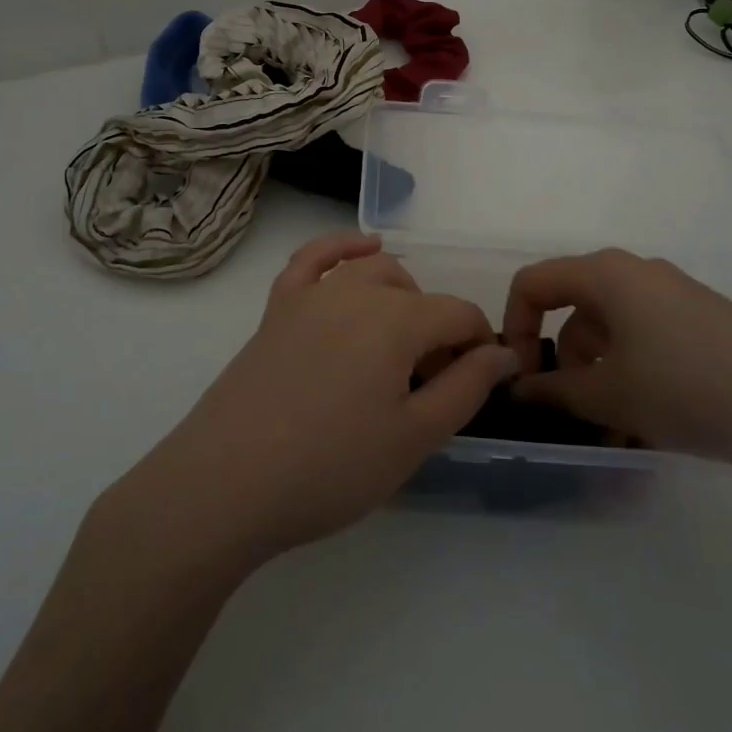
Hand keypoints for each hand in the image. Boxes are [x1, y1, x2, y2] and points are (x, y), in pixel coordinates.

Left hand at [112, 233, 516, 569]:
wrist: (227, 484)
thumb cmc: (331, 468)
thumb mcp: (414, 437)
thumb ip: (466, 387)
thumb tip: (504, 352)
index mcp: (397, 320)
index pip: (458, 314)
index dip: (478, 345)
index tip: (477, 383)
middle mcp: (356, 291)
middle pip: (417, 294)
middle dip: (437, 330)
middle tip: (430, 386)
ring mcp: (311, 294)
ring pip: (372, 272)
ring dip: (401, 297)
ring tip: (401, 345)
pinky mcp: (277, 307)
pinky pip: (314, 259)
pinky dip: (344, 248)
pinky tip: (364, 249)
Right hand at [502, 248, 731, 473]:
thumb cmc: (684, 387)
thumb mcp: (608, 394)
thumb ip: (552, 391)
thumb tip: (517, 390)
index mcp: (605, 273)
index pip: (533, 284)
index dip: (514, 327)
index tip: (520, 378)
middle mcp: (634, 272)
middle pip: (573, 309)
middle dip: (561, 362)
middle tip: (566, 412)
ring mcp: (671, 295)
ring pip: (610, 330)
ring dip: (597, 377)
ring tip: (610, 432)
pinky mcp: (699, 321)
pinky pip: (643, 339)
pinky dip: (630, 374)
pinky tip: (644, 424)